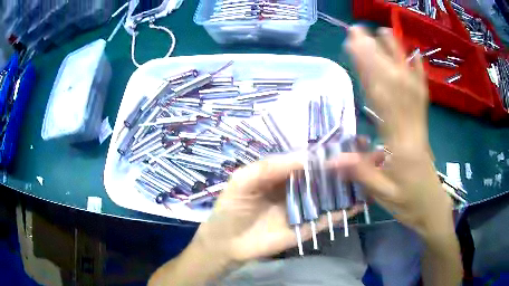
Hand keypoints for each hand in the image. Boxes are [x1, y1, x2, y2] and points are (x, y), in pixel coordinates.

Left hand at [192, 154, 362, 262]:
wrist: (227, 243)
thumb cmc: (232, 207)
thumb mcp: (244, 180)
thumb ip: (272, 166)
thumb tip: (308, 158)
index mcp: (284, 173)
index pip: (311, 158)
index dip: (330, 151)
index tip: (352, 143)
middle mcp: (299, 188)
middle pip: (327, 174)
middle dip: (348, 165)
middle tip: (372, 154)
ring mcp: (306, 208)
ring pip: (332, 193)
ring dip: (352, 184)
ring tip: (373, 173)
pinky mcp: (309, 227)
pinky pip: (330, 217)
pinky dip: (346, 210)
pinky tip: (362, 201)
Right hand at [344, 26, 452, 237]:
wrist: (433, 209)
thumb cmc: (409, 204)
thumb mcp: (384, 197)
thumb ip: (362, 174)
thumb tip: (330, 158)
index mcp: (401, 143)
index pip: (383, 99)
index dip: (368, 69)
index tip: (354, 46)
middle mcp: (412, 126)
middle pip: (395, 83)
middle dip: (376, 53)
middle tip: (359, 31)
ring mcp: (420, 123)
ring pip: (409, 84)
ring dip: (396, 55)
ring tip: (384, 32)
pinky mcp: (423, 125)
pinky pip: (422, 96)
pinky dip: (418, 74)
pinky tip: (415, 56)